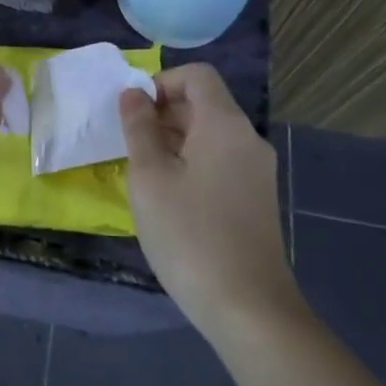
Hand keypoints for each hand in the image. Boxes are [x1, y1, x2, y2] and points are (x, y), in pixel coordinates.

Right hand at [118, 64, 300, 334]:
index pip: (197, 76)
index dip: (162, 82)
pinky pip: (220, 162)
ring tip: (142, 173)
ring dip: (173, 141)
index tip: (134, 112)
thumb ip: (138, 128)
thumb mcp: (150, 177)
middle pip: (204, 104)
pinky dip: (191, 164)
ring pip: (210, 136)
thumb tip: (133, 94)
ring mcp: (256, 172)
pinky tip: (168, 198)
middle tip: (129, 145)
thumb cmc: (190, 235)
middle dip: (162, 114)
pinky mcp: (256, 200)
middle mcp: (247, 139)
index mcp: (225, 125)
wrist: (249, 309)